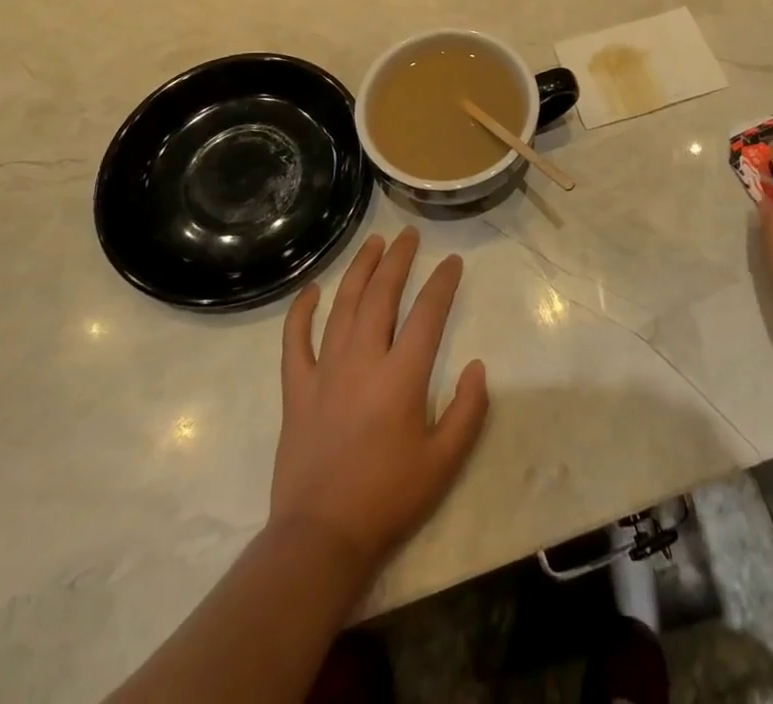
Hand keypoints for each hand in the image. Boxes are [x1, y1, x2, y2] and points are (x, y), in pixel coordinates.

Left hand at [271, 228, 489, 581]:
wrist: (320, 538)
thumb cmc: (388, 499)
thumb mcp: (444, 462)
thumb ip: (468, 411)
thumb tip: (477, 366)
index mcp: (401, 376)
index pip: (427, 313)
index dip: (442, 283)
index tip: (452, 261)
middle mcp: (363, 360)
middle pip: (381, 295)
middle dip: (398, 260)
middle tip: (409, 235)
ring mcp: (325, 371)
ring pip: (343, 306)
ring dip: (359, 270)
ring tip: (373, 243)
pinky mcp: (296, 389)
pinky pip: (295, 341)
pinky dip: (301, 312)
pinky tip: (312, 291)